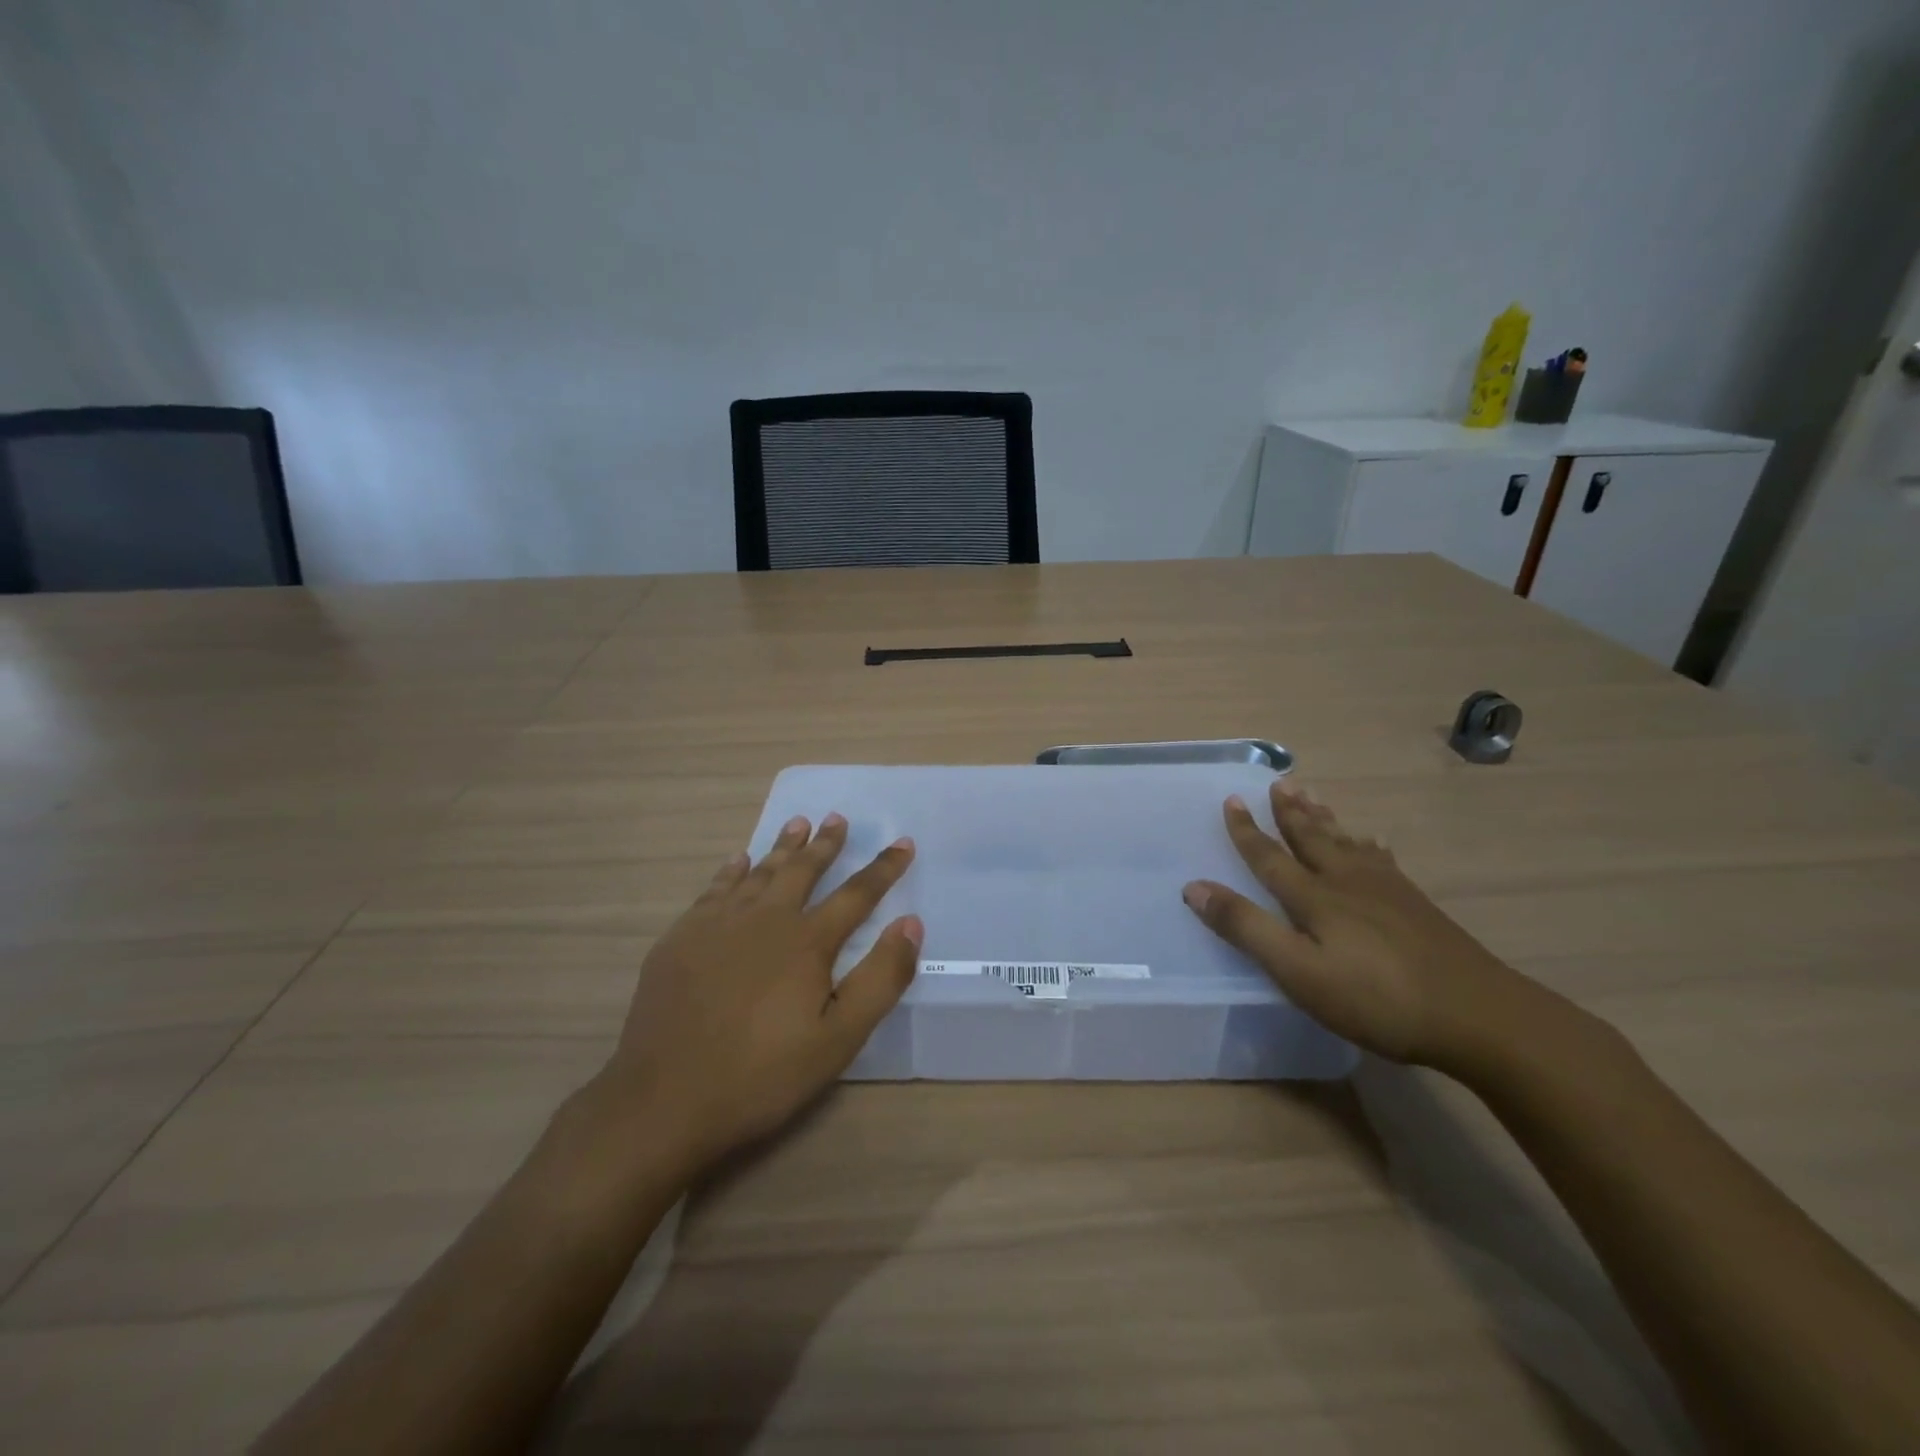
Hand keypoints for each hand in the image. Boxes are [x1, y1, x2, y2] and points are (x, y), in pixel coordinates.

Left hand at [597, 813, 920, 1177]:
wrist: (664, 1099)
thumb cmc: (762, 1075)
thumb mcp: (839, 1039)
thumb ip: (880, 978)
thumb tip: (910, 923)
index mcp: (807, 942)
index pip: (857, 894)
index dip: (884, 868)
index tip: (903, 843)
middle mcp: (765, 919)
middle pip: (803, 871)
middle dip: (825, 844)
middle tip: (837, 818)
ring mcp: (718, 924)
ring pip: (759, 872)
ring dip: (782, 847)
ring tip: (796, 823)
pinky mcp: (682, 938)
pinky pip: (715, 889)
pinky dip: (732, 870)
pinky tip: (738, 860)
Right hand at [1182, 781, 1534, 1071]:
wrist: (1478, 1016)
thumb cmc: (1375, 999)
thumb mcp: (1298, 972)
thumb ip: (1246, 928)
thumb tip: (1194, 887)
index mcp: (1314, 898)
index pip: (1270, 857)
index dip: (1247, 831)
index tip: (1231, 800)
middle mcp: (1347, 883)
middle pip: (1311, 838)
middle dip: (1290, 812)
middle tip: (1279, 781)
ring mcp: (1386, 891)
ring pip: (1346, 842)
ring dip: (1324, 818)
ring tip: (1312, 795)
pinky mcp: (1415, 906)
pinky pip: (1382, 860)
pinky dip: (1369, 845)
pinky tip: (1373, 842)